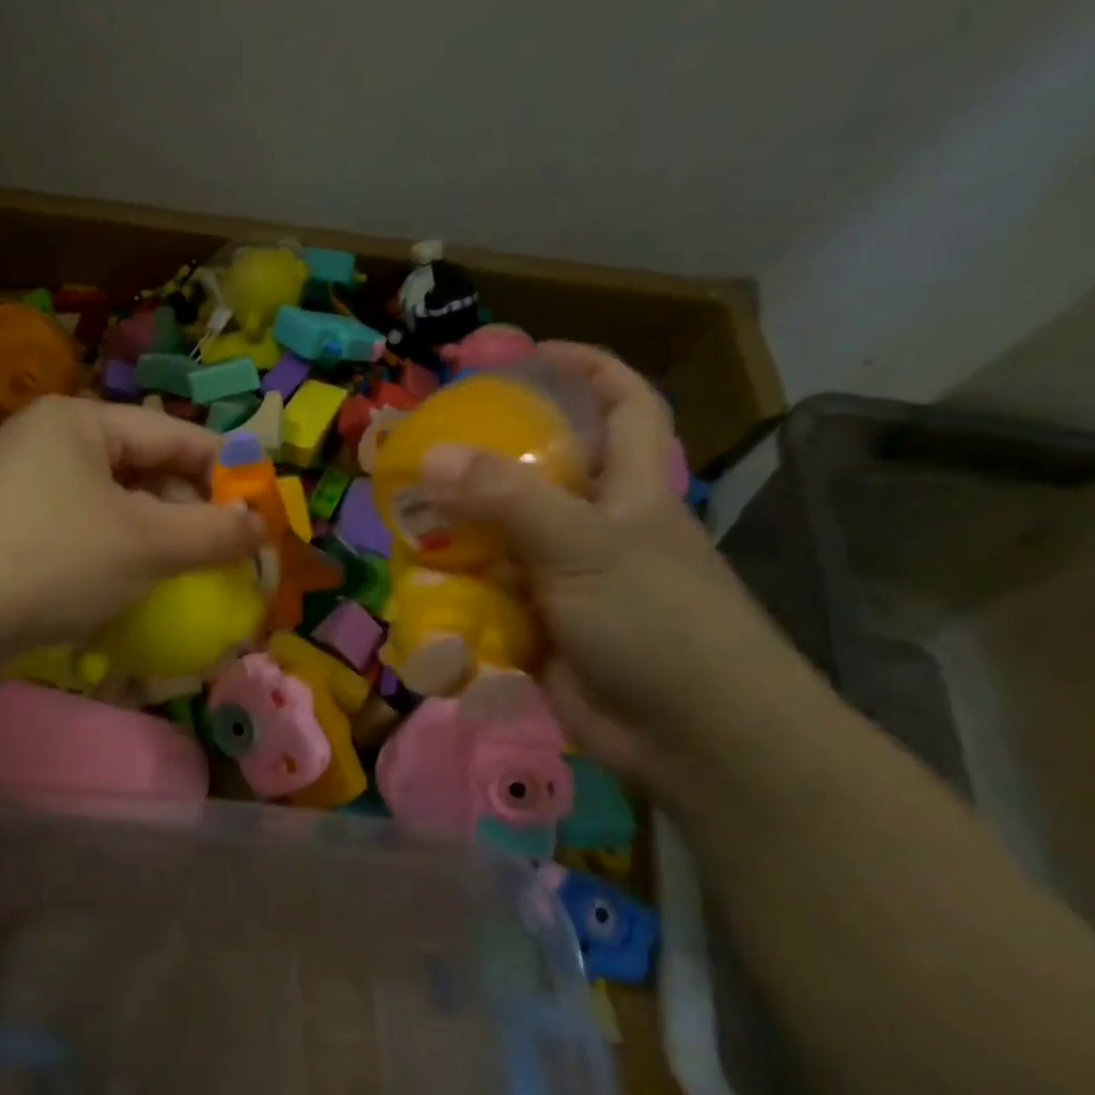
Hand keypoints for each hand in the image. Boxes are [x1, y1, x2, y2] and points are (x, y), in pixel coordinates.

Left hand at [0, 397, 263, 685]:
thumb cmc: (52, 560)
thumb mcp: (145, 544)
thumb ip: (211, 530)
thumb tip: (258, 523)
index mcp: (78, 420)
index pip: (173, 433)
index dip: (223, 470)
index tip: (260, 508)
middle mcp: (44, 439)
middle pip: (139, 465)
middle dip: (183, 508)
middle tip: (219, 550)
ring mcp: (17, 483)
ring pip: (108, 502)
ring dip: (148, 535)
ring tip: (178, 571)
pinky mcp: (2, 525)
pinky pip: (75, 528)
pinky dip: (108, 551)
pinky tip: (123, 584)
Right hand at [414, 343, 823, 792]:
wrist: (692, 739)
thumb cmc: (658, 623)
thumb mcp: (585, 546)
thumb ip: (506, 499)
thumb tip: (429, 455)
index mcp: (629, 489)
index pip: (623, 404)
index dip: (586, 368)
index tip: (528, 355)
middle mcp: (596, 527)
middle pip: (538, 472)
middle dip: (485, 457)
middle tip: (424, 447)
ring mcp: (565, 581)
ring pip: (500, 539)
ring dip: (455, 533)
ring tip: (401, 520)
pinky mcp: (539, 628)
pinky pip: (486, 597)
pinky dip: (453, 594)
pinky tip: (414, 588)